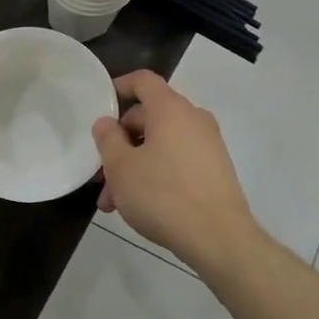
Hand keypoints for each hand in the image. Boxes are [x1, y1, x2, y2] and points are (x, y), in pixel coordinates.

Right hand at [93, 72, 256, 269]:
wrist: (218, 237)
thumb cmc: (162, 194)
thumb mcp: (121, 167)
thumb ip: (108, 139)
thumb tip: (106, 123)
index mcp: (170, 109)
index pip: (144, 81)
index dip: (121, 86)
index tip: (102, 103)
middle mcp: (193, 119)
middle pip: (150, 118)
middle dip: (120, 143)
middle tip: (100, 175)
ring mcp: (208, 145)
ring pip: (161, 145)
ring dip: (134, 166)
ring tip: (114, 202)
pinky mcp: (215, 170)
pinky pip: (177, 161)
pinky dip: (156, 174)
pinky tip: (140, 205)